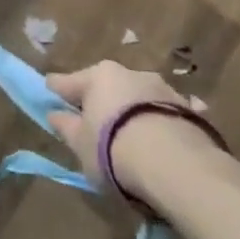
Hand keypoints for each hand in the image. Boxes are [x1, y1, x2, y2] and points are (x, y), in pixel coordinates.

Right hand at [45, 61, 215, 195]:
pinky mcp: (190, 110)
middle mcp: (130, 73)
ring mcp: (163, 89)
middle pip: (107, 87)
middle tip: (95, 125)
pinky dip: (162, 122)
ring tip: (133, 137)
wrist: (176, 165)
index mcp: (98, 76)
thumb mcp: (79, 144)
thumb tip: (55, 114)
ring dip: (133, 111)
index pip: (66, 81)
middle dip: (101, 102)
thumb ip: (66, 127)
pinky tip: (164, 140)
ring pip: (139, 98)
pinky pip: (168, 114)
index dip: (56, 92)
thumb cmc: (113, 149)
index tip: (49, 97)